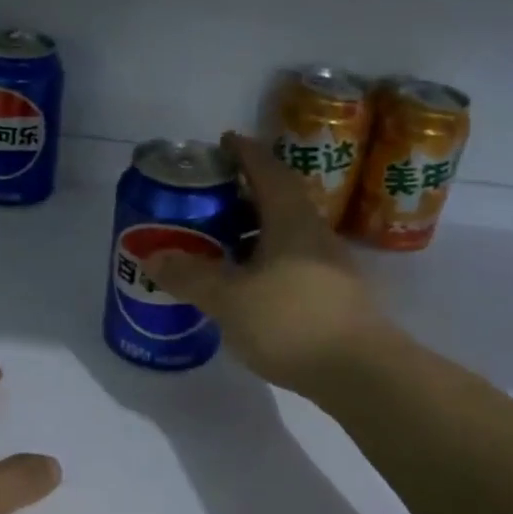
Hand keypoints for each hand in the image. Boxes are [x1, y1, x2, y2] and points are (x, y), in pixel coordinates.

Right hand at [143, 132, 392, 395]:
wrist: (360, 372)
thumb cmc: (292, 321)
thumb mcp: (229, 299)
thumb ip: (190, 276)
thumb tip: (152, 256)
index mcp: (291, 220)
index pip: (267, 170)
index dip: (245, 152)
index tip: (224, 141)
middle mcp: (314, 234)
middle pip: (279, 199)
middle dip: (245, 193)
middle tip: (210, 197)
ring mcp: (329, 265)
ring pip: (287, 234)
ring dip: (255, 230)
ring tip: (221, 242)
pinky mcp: (334, 295)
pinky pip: (293, 262)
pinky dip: (266, 261)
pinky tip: (249, 284)